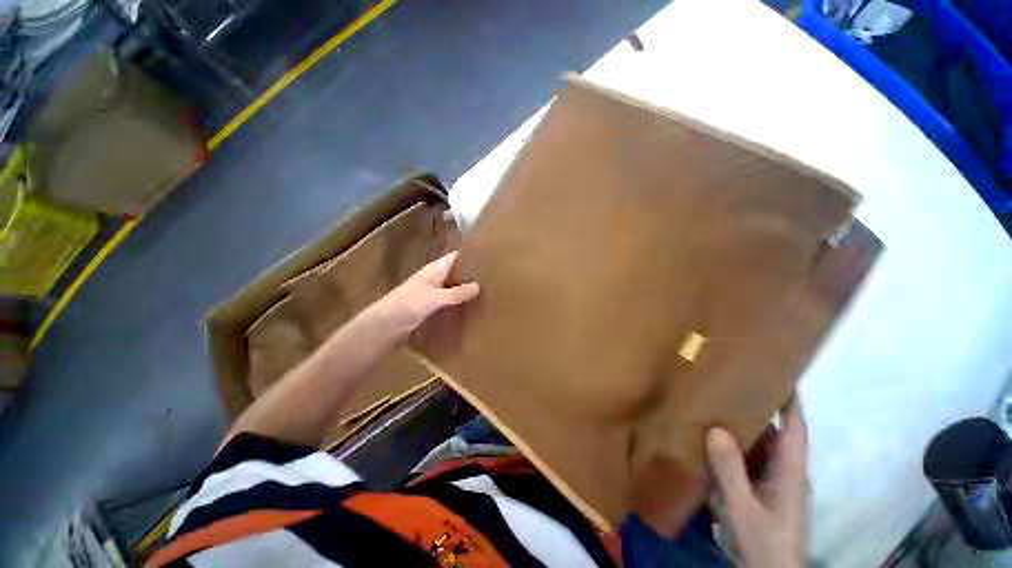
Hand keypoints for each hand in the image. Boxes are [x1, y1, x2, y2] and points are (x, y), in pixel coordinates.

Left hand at [372, 252, 479, 337]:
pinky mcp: (430, 309)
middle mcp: (434, 280)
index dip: (469, 256)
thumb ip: (456, 293)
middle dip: (471, 275)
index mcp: (433, 271)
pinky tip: (471, 310)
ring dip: (466, 292)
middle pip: (456, 274)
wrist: (384, 328)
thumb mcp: (434, 298)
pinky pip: (449, 304)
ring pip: (453, 289)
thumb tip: (478, 286)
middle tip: (494, 279)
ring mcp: (432, 295)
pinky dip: (459, 305)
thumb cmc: (407, 306)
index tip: (488, 258)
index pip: (455, 258)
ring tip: (488, 294)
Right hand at [706, 399, 808, 567]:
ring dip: (743, 427)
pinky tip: (715, 441)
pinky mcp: (763, 491)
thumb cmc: (766, 542)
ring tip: (718, 406)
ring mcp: (774, 482)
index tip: (777, 375)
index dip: (790, 401)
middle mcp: (785, 471)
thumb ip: (731, 470)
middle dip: (758, 408)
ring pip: (761, 446)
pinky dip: (735, 447)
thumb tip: (715, 429)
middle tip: (731, 384)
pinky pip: (750, 460)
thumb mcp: (744, 507)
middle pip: (775, 432)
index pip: (795, 428)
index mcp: (790, 471)